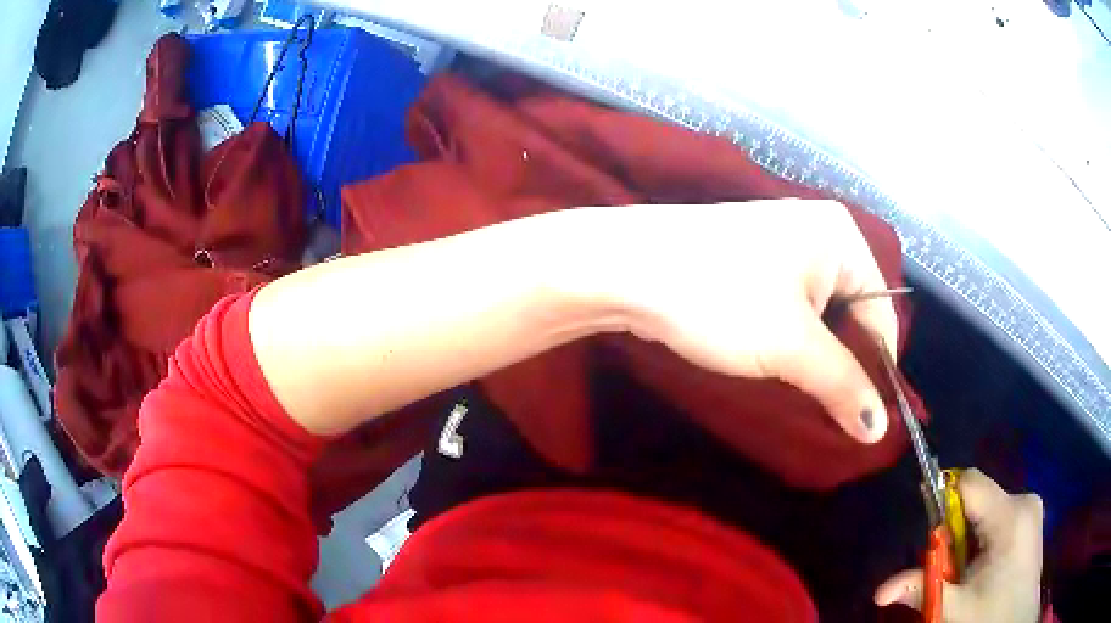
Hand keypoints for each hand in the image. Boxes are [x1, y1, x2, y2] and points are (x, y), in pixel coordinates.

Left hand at [587, 200, 897, 442]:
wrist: (627, 269)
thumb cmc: (721, 298)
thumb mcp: (793, 347)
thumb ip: (843, 386)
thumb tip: (880, 429)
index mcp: (841, 237)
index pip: (882, 313)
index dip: (879, 369)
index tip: (868, 420)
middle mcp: (819, 235)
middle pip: (853, 314)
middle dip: (845, 365)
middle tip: (836, 415)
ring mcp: (783, 248)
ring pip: (820, 317)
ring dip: (817, 359)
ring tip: (809, 399)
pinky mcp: (754, 266)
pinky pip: (791, 311)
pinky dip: (792, 344)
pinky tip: (783, 372)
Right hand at [874, 469, 1044, 622]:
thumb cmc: (991, 617)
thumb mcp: (955, 609)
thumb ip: (923, 589)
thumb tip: (880, 591)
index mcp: (1010, 516)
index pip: (970, 484)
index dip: (943, 497)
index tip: (928, 527)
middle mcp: (1024, 500)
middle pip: (978, 498)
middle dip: (956, 529)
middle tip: (949, 566)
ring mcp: (1030, 508)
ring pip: (987, 508)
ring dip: (968, 536)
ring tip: (966, 572)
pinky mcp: (1031, 518)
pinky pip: (998, 515)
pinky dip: (982, 538)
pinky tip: (982, 567)